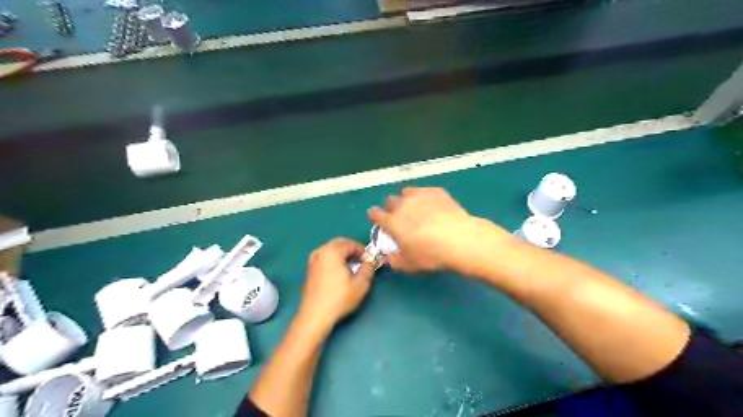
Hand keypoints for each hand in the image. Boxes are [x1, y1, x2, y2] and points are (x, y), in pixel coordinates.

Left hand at [298, 238, 374, 332]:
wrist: (315, 316)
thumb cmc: (339, 298)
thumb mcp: (361, 283)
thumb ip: (368, 267)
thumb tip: (371, 260)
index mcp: (332, 251)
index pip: (351, 243)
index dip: (363, 251)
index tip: (370, 262)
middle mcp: (320, 251)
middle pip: (340, 243)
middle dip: (352, 250)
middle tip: (362, 262)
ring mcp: (312, 260)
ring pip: (331, 250)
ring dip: (343, 254)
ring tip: (352, 267)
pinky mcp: (310, 270)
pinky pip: (325, 258)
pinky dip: (334, 260)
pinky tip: (339, 274)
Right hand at [369, 188, 514, 275]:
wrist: (459, 239)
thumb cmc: (430, 254)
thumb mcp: (409, 264)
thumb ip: (394, 260)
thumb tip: (388, 257)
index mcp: (392, 222)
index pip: (375, 213)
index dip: (374, 215)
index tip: (377, 219)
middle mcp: (402, 205)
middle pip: (389, 200)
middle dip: (390, 207)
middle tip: (399, 217)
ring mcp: (419, 195)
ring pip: (406, 192)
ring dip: (406, 199)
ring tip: (416, 208)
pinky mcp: (435, 191)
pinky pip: (424, 191)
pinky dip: (424, 197)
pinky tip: (434, 206)